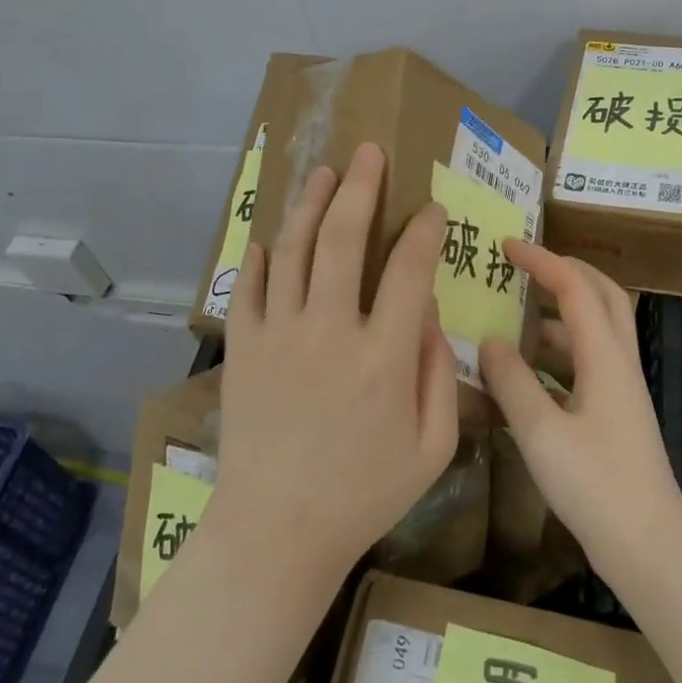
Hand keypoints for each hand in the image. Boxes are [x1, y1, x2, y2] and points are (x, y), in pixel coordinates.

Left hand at [208, 141, 459, 591]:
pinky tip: (274, 234)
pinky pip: (251, 285)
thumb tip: (426, 312)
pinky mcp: (243, 348)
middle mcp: (329, 333)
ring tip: (324, 171)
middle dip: (360, 187)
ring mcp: (278, 336)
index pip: (408, 270)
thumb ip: (439, 373)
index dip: (423, 231)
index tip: (431, 210)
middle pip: (342, 239)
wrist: (276, 531)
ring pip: (293, 250)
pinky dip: (264, 253)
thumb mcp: (432, 447)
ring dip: (310, 203)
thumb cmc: (365, 493)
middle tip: (369, 151)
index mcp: (383, 358)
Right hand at [479, 242, 681, 569]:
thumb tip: (489, 340)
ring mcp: (619, 391)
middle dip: (566, 273)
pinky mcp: (613, 417)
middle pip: (602, 297)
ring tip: (513, 321)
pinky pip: (584, 367)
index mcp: (605, 358)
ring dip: (559, 317)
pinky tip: (523, 377)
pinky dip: (556, 358)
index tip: (507, 246)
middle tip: (527, 267)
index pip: (576, 288)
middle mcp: (618, 364)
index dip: (543, 261)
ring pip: (593, 333)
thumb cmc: (596, 486)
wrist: (649, 548)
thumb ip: (512, 382)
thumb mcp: (541, 432)